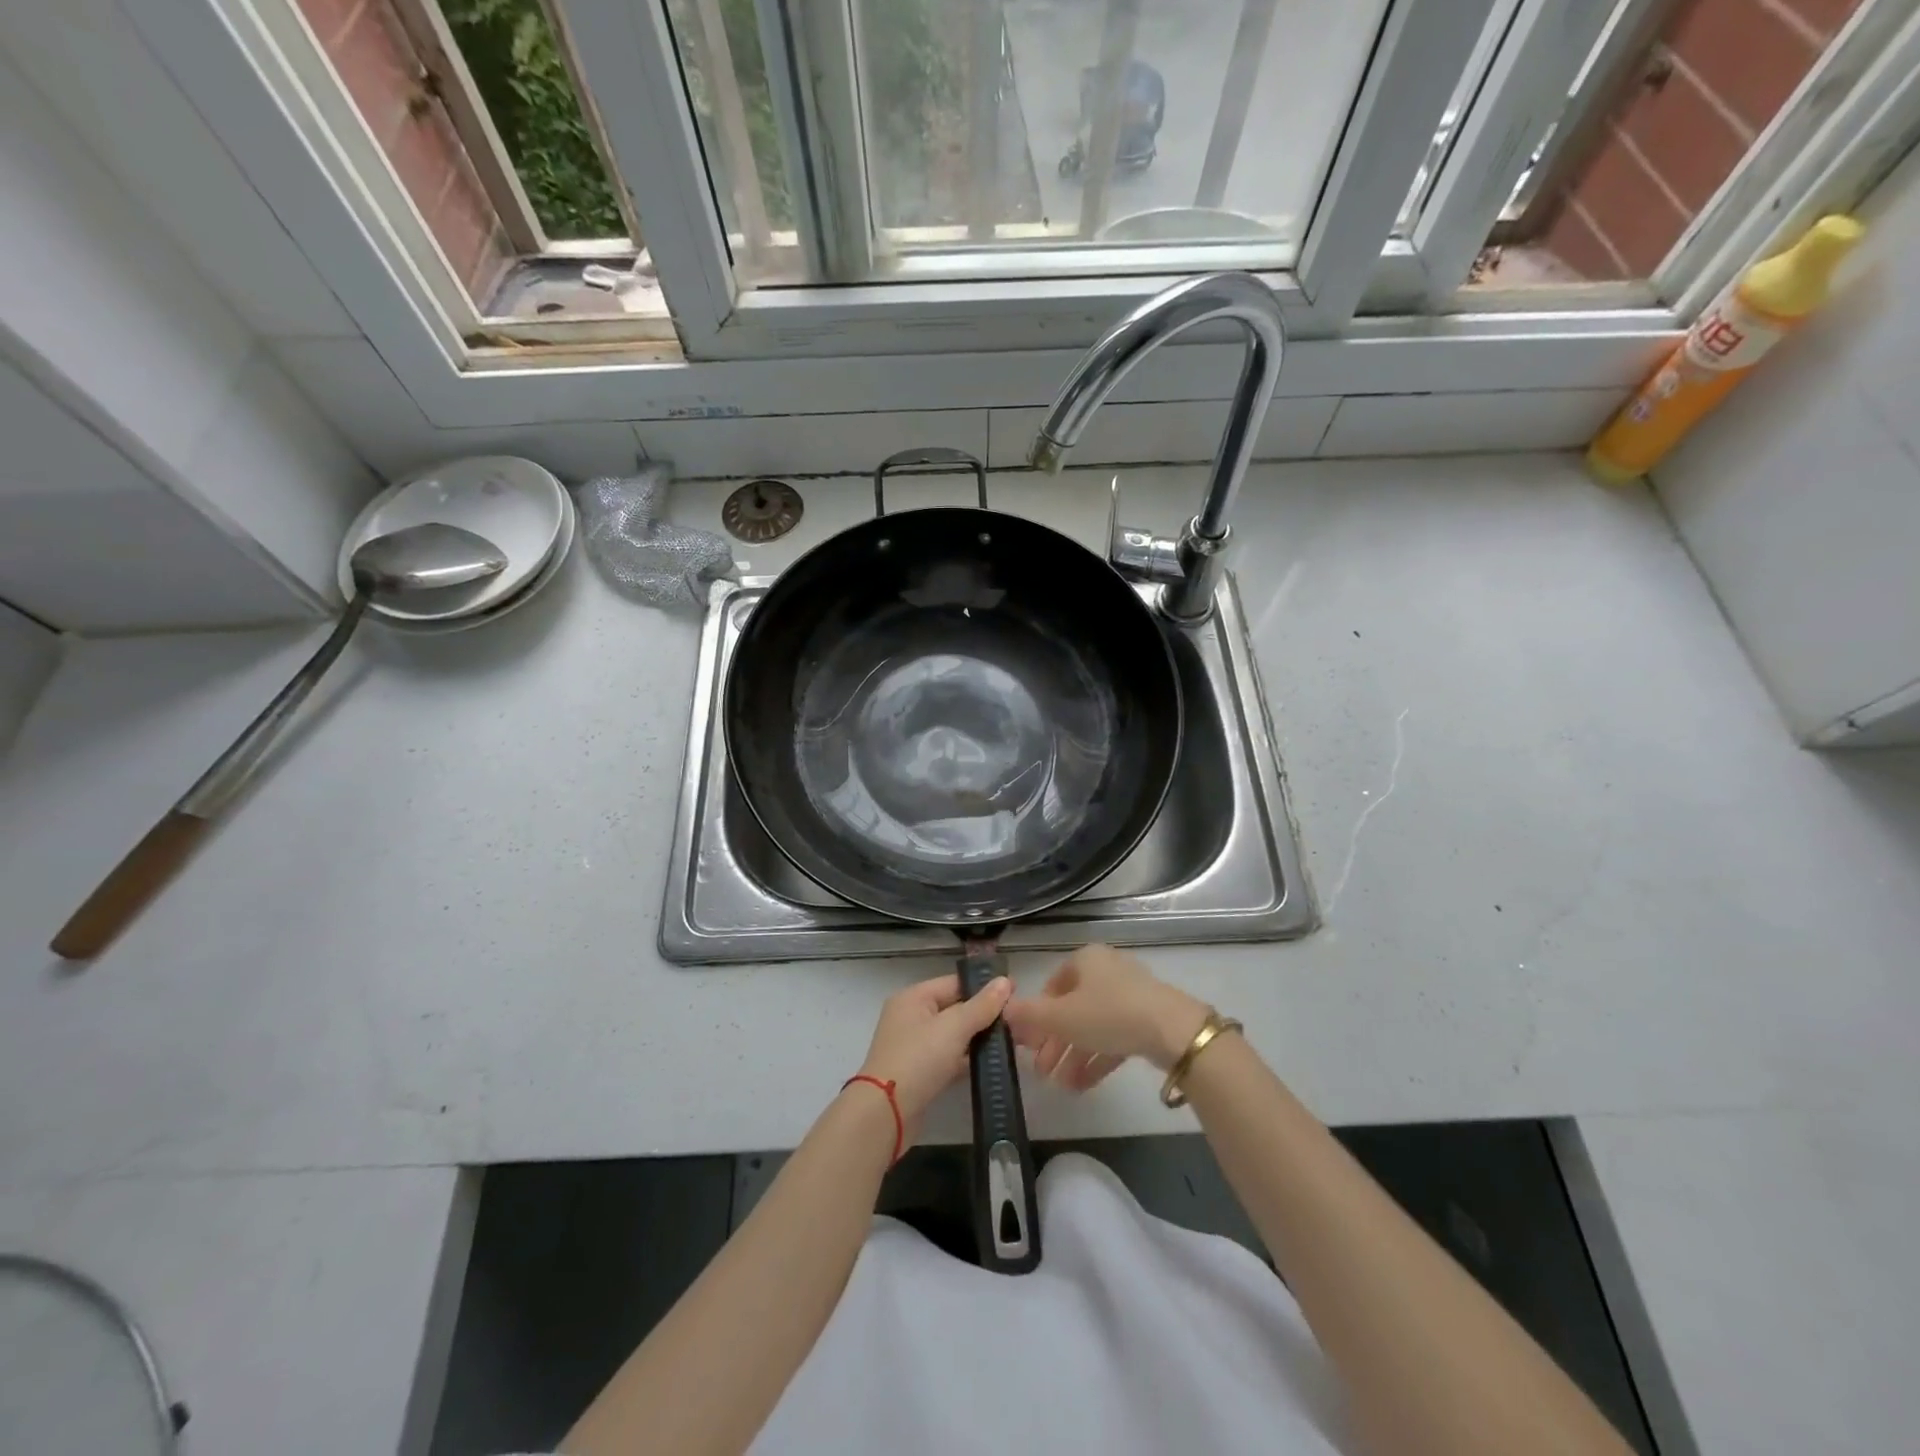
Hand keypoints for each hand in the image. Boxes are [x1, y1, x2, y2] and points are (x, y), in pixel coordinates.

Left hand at [853, 973, 1012, 1132]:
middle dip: (982, 1015)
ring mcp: (913, 1046)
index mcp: (914, 997)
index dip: (984, 987)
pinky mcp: (918, 1073)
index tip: (1015, 993)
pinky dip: (965, 1060)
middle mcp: (911, 1017)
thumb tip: (1005, 981)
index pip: (954, 983)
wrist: (886, 1114)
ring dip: (975, 1039)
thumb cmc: (919, 1059)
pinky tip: (989, 1065)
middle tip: (1016, 1021)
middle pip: (953, 1008)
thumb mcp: (953, 1027)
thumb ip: (982, 1005)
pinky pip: (947, 1058)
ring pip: (952, 1035)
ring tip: (1010, 1042)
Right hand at [1003, 944, 1208, 1089]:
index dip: (1037, 1015)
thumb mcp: (1061, 1016)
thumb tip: (1002, 1009)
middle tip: (1041, 1071)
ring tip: (1060, 1086)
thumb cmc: (1108, 1013)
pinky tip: (1082, 1086)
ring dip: (1074, 1056)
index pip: (1052, 986)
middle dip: (1054, 1042)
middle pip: (1072, 1009)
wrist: (1172, 1031)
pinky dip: (1097, 1059)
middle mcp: (1107, 971)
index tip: (1028, 1043)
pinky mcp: (1148, 1020)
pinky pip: (1114, 1038)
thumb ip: (1030, 1015)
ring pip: (1093, 1026)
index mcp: (1085, 960)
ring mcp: (1130, 995)